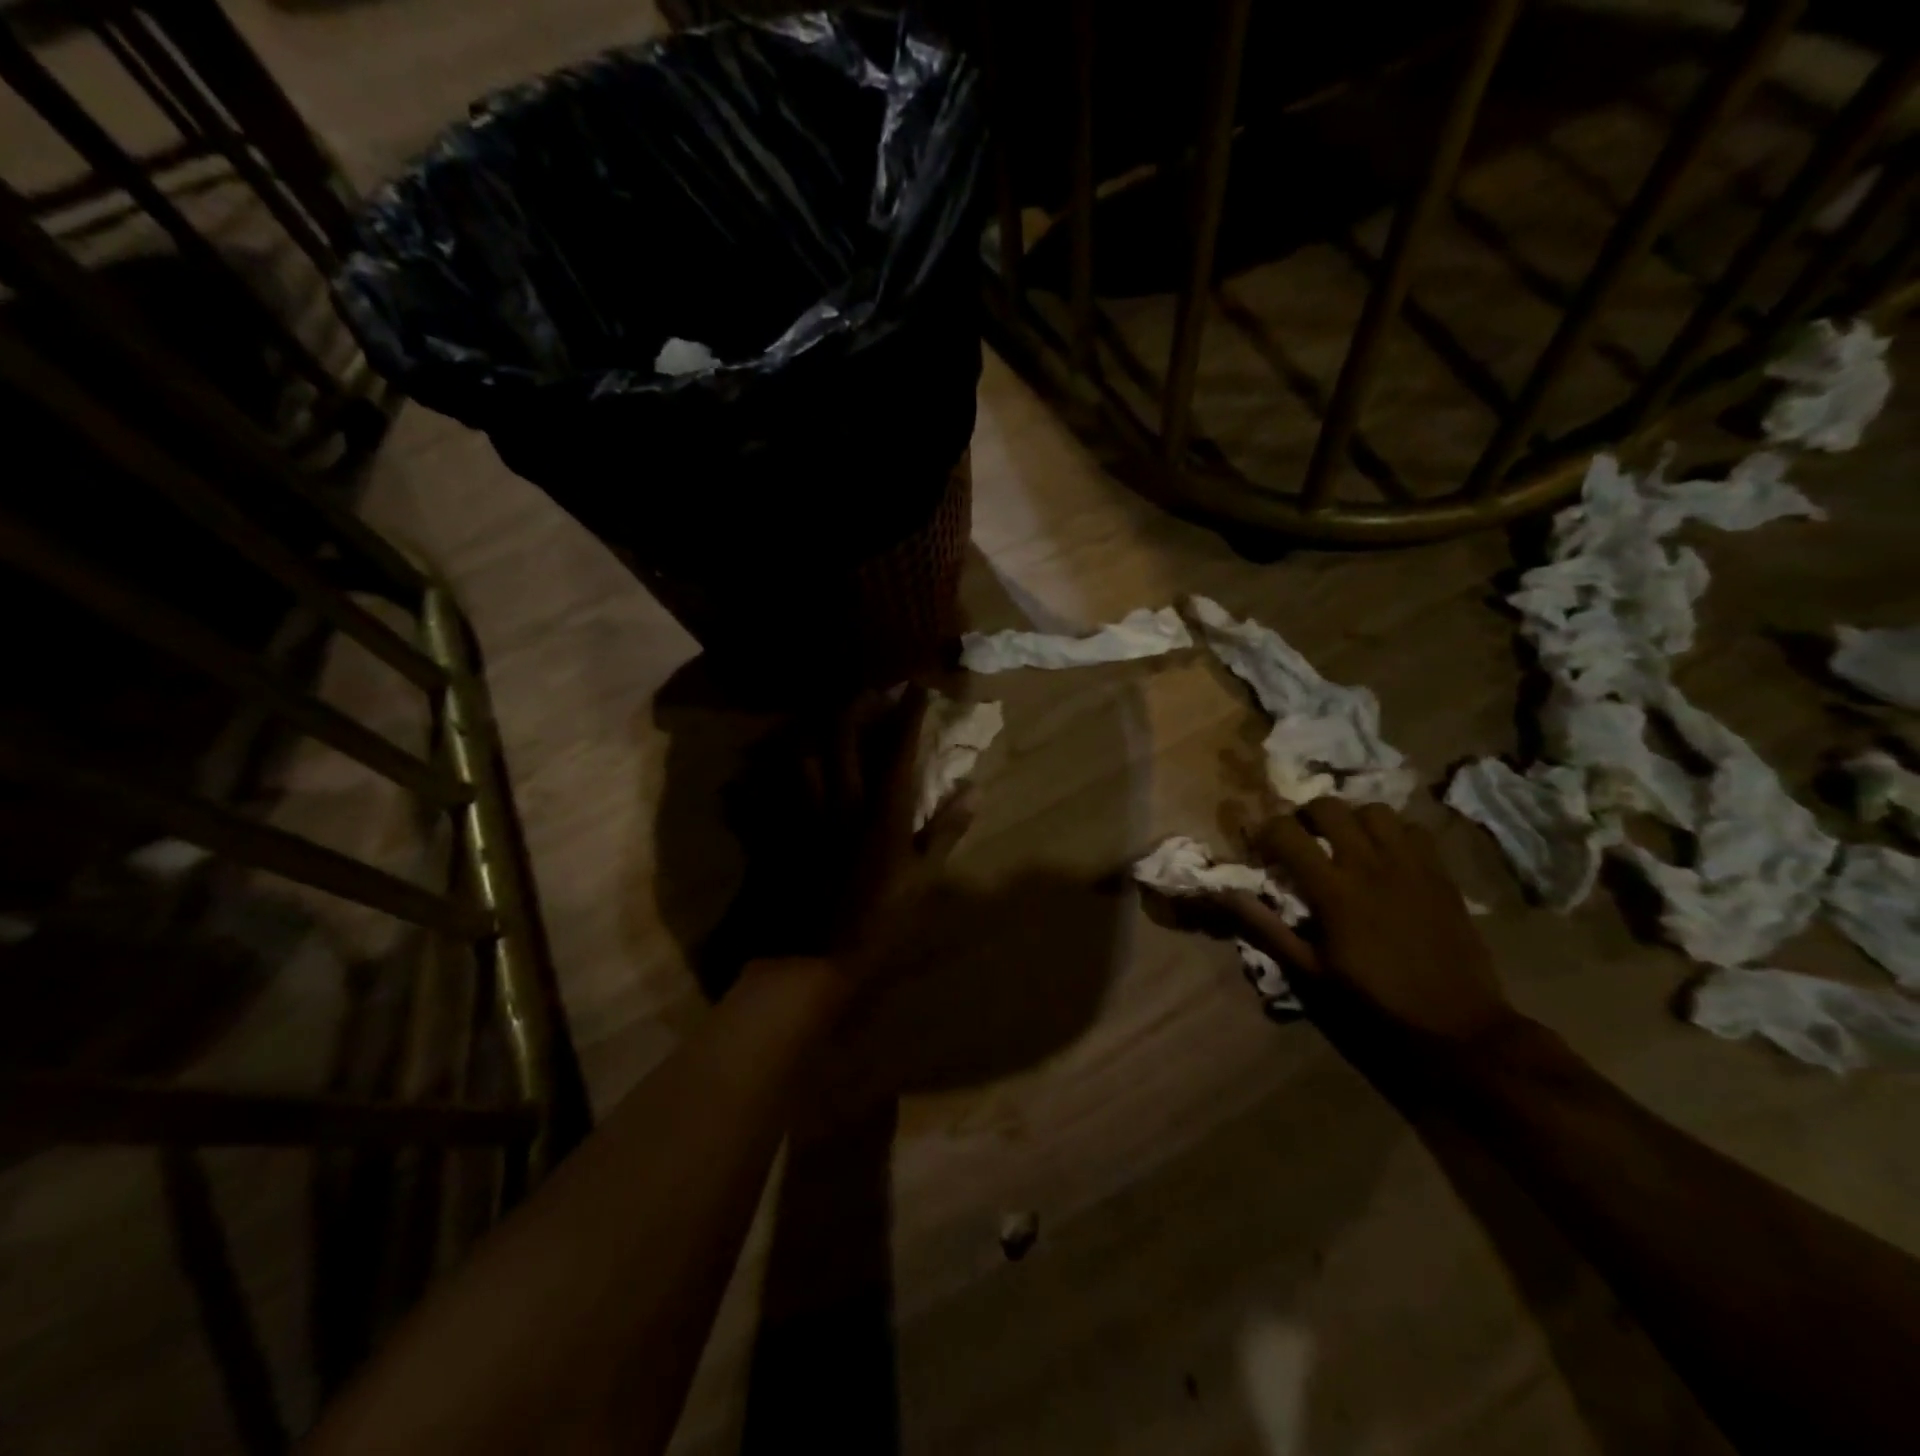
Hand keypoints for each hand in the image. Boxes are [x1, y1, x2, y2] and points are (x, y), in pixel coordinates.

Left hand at [800, 685, 974, 979]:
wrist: (812, 958)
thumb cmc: (877, 923)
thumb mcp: (923, 881)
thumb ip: (946, 831)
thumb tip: (974, 789)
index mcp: (883, 813)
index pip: (899, 749)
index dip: (908, 713)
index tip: (917, 688)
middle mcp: (842, 801)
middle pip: (844, 736)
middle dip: (856, 705)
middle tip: (868, 692)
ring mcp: (804, 813)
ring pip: (803, 751)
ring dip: (816, 727)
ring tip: (825, 717)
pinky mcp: (776, 828)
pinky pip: (768, 783)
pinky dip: (772, 766)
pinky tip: (775, 759)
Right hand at [1218, 799, 1517, 1046]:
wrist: (1458, 1026)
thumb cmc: (1375, 1002)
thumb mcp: (1312, 972)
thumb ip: (1268, 928)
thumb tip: (1226, 896)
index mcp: (1334, 890)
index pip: (1286, 832)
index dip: (1265, 831)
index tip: (1260, 848)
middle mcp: (1370, 865)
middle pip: (1329, 807)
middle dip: (1305, 816)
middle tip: (1301, 839)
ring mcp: (1410, 865)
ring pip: (1374, 811)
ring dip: (1352, 819)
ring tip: (1346, 842)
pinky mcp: (1441, 873)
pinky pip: (1414, 830)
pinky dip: (1393, 833)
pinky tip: (1387, 856)